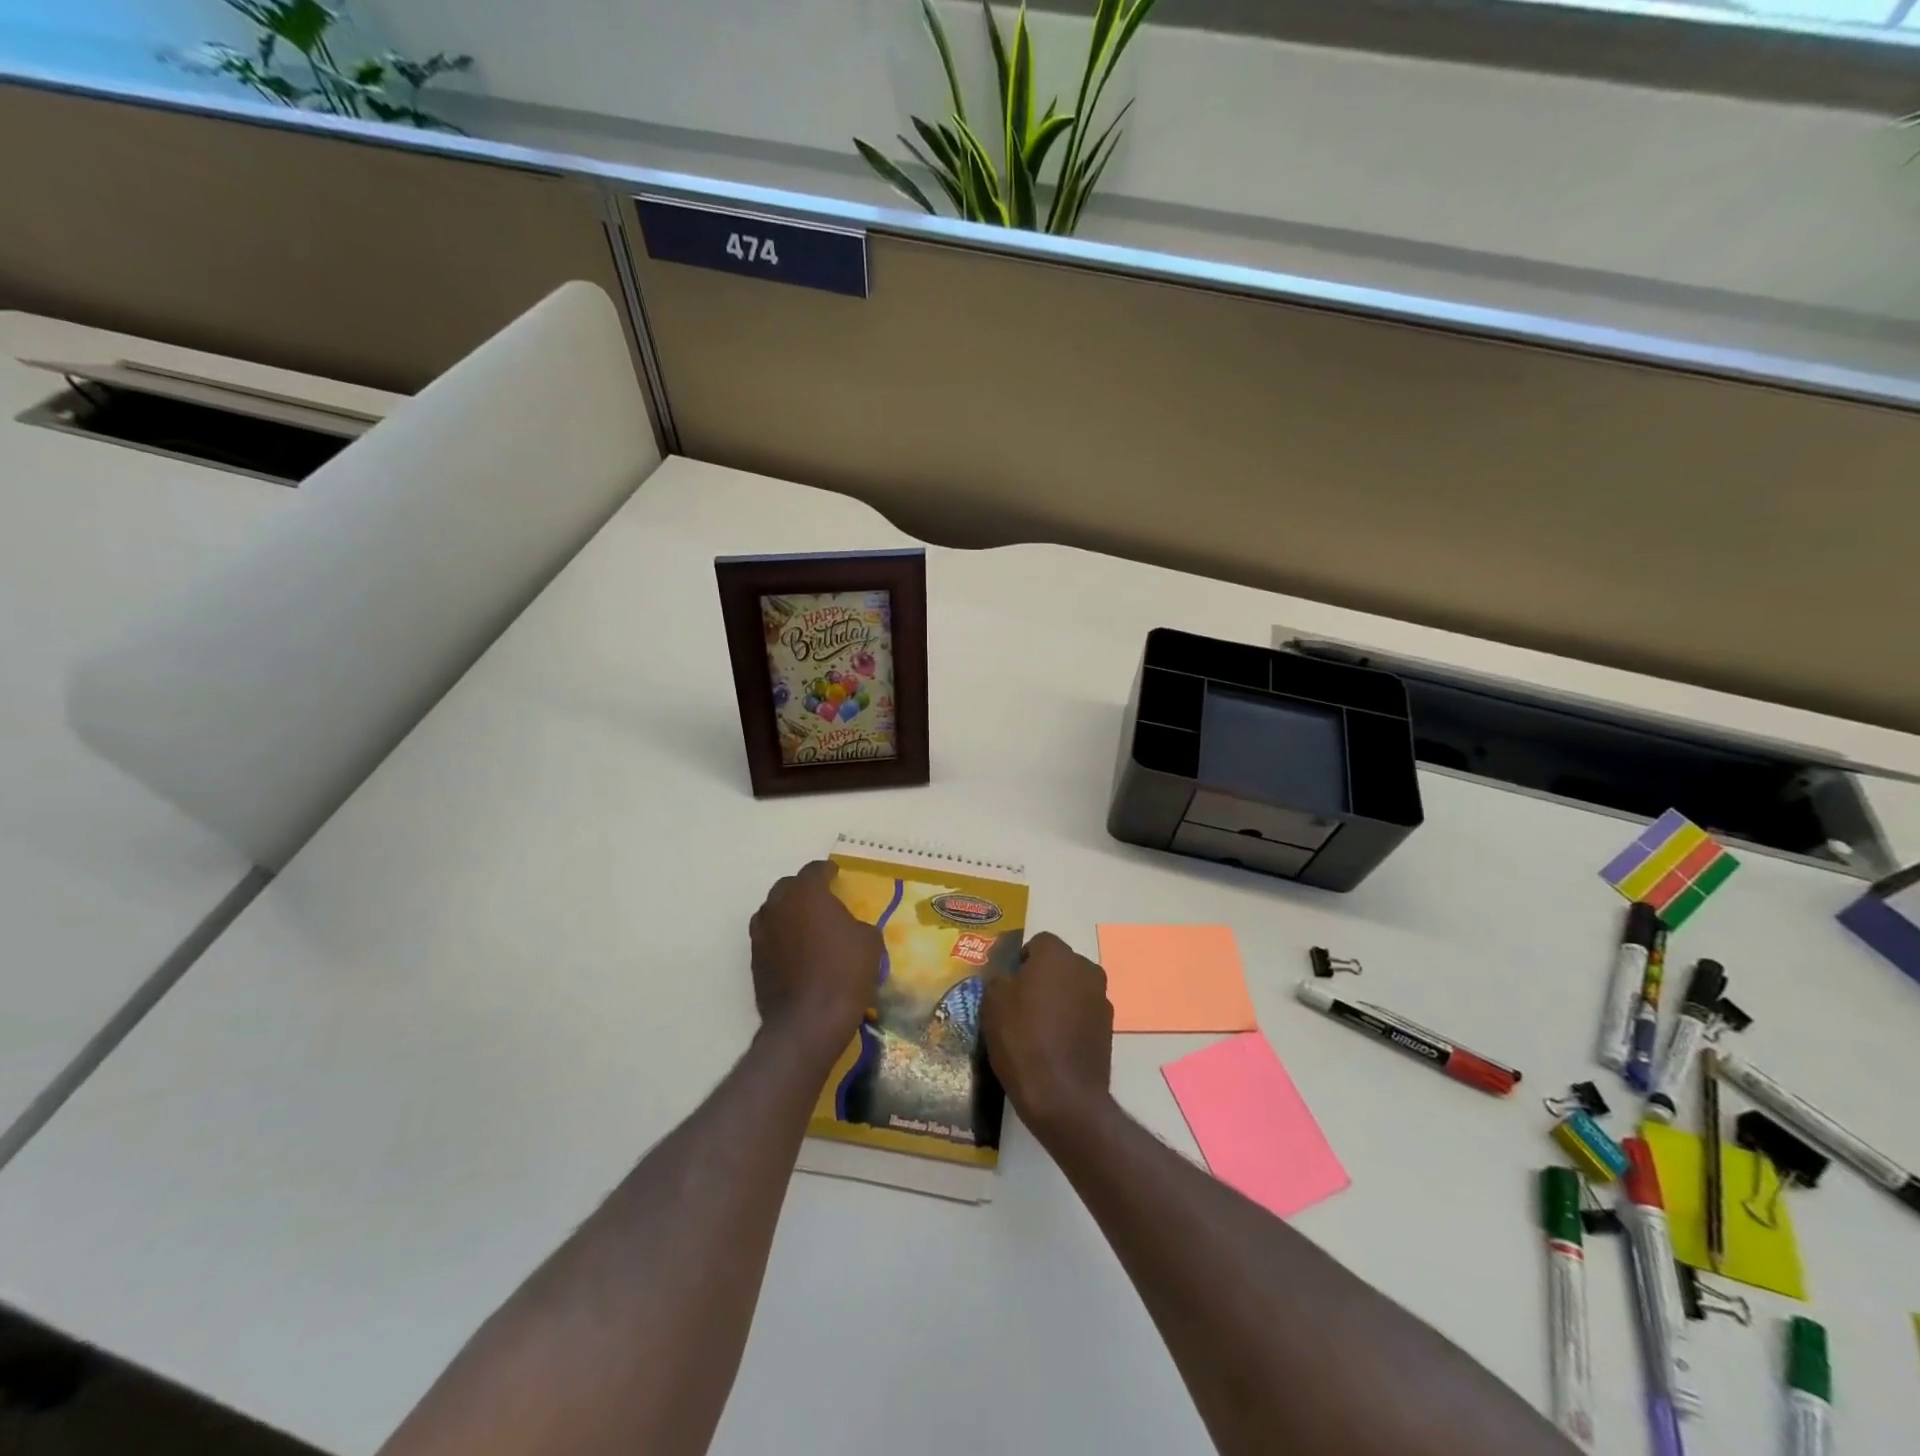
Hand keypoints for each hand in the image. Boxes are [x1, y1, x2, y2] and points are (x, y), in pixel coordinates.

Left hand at [749, 861, 881, 1054]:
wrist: (808, 1021)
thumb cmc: (843, 972)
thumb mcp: (868, 941)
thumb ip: (856, 923)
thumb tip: (849, 927)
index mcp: (806, 893)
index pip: (815, 870)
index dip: (828, 871)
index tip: (837, 876)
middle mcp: (778, 905)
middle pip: (789, 887)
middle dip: (805, 889)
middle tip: (823, 901)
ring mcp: (761, 932)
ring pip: (774, 911)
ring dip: (789, 913)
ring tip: (807, 926)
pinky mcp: (754, 959)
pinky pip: (769, 936)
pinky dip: (782, 937)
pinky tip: (797, 951)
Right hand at [982, 932, 1113, 1137]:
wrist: (1063, 1096)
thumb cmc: (1023, 1039)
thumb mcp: (993, 1003)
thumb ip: (999, 978)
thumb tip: (1007, 975)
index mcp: (1057, 955)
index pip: (1038, 943)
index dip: (1021, 962)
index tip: (1007, 986)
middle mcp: (1085, 968)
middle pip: (1058, 964)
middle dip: (1041, 978)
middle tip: (1019, 1006)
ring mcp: (1101, 998)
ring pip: (1072, 989)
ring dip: (1058, 1000)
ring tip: (1037, 1030)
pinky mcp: (1109, 1027)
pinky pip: (1083, 1013)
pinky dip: (1071, 1021)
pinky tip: (1055, 1046)